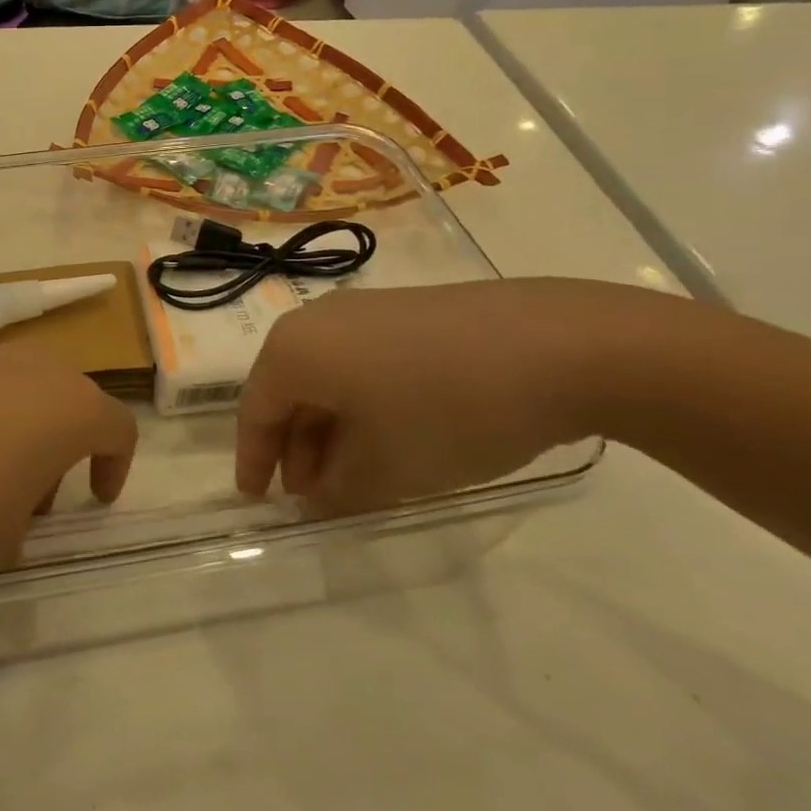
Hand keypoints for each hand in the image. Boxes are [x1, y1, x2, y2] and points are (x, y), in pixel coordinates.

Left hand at [0, 344, 136, 576]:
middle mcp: (32, 368)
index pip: (118, 428)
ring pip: (9, 392)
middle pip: (62, 403)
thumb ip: (16, 535)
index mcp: (69, 407)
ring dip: (3, 434)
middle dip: (53, 451)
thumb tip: (2, 524)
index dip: (115, 466)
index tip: (95, 498)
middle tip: (25, 500)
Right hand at [236, 278, 663, 514]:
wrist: (556, 345)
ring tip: (357, 475)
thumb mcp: (385, 469)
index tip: (257, 501)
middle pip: (290, 390)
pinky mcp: (407, 310)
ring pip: (328, 376)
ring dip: (331, 429)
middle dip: (296, 448)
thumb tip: (316, 497)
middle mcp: (318, 320)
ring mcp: (365, 309)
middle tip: (314, 497)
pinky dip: (363, 403)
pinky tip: (395, 437)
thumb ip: (336, 492)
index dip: (254, 461)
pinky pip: (362, 361)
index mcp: (295, 349)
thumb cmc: (447, 410)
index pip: (256, 411)